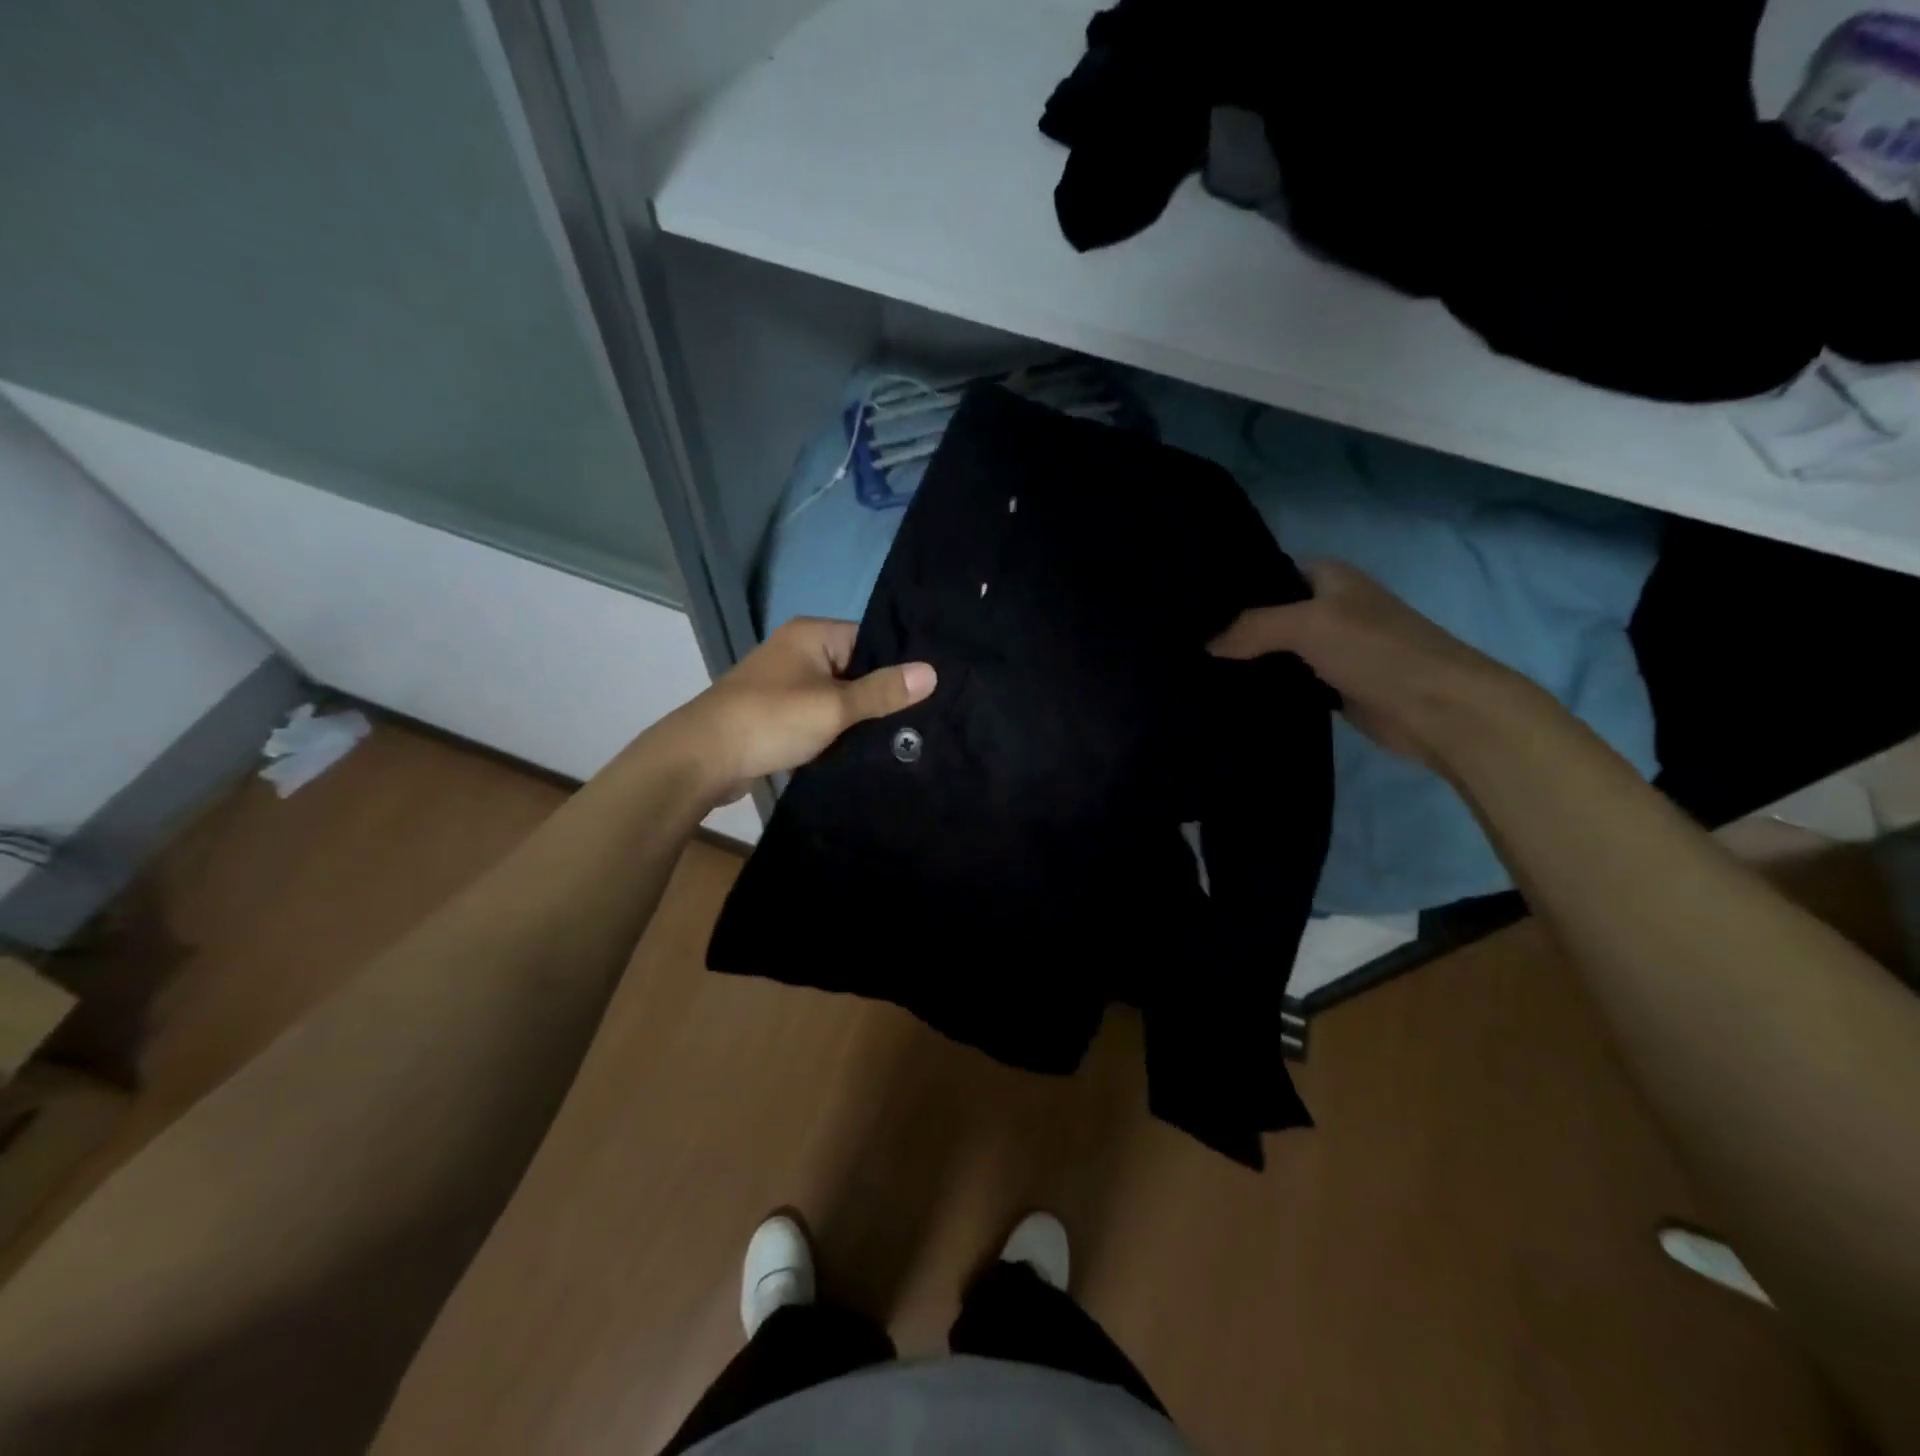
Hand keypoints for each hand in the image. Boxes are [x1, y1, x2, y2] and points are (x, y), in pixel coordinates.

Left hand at [659, 618, 935, 800]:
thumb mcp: (834, 706)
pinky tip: (860, 749)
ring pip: (837, 697)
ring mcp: (785, 684)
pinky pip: (818, 717)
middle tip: (918, 721)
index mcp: (811, 634)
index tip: (927, 692)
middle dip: (879, 696)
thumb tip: (932, 672)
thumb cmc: (771, 720)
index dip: (897, 665)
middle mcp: (798, 651)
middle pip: (855, 669)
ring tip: (897, 738)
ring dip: (857, 718)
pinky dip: (835, 732)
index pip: (870, 639)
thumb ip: (883, 691)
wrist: (702, 759)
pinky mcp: (777, 714)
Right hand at [1209, 560, 1533, 768]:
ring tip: (1195, 668)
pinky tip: (1229, 695)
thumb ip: (1252, 627)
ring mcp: (1330, 650)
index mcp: (1329, 578)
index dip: (1234, 587)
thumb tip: (1205, 644)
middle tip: (1186, 642)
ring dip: (1247, 662)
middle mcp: (1329, 608)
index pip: (1269, 573)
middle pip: (1269, 615)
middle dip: (1233, 628)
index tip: (1191, 605)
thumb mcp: (1308, 625)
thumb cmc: (1377, 650)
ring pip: (1276, 651)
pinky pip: (1287, 682)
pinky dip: (1265, 688)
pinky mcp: (1331, 687)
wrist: (1437, 708)